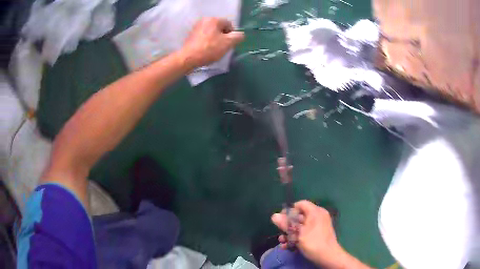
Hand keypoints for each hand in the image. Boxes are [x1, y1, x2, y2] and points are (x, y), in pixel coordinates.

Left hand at [180, 17, 244, 68]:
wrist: (188, 58)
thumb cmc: (209, 49)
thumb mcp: (228, 43)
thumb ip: (238, 37)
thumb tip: (240, 35)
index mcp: (214, 19)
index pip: (229, 24)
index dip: (232, 34)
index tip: (229, 44)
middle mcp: (204, 20)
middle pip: (220, 28)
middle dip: (223, 37)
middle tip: (222, 47)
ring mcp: (196, 27)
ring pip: (212, 33)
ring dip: (216, 40)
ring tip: (214, 50)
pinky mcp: (191, 35)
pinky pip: (204, 36)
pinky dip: (207, 42)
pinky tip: (206, 50)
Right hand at [272, 200, 369, 267]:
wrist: (328, 256)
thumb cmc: (313, 243)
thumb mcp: (297, 234)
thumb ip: (286, 224)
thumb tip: (274, 216)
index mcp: (315, 212)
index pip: (300, 204)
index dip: (289, 210)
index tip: (281, 220)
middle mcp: (318, 216)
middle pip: (299, 216)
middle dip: (288, 225)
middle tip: (280, 233)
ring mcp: (318, 225)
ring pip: (301, 226)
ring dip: (290, 233)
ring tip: (282, 242)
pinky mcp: (318, 234)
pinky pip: (305, 232)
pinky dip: (297, 237)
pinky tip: (288, 246)